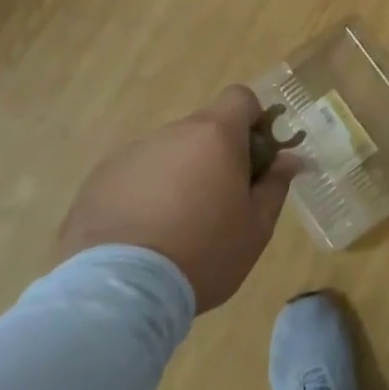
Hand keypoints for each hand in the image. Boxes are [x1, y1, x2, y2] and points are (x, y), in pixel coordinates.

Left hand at [58, 85, 302, 310]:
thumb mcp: (256, 228)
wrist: (119, 292)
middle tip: (219, 202)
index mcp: (215, 135)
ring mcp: (131, 154)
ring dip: (178, 175)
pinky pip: (134, 176)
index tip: (255, 156)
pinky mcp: (98, 180)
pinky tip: (141, 236)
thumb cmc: (204, 254)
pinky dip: (144, 194)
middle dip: (215, 155)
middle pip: (203, 128)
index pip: (240, 98)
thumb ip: (276, 186)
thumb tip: (289, 159)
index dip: (253, 120)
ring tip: (174, 227)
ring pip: (168, 153)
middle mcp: (172, 133)